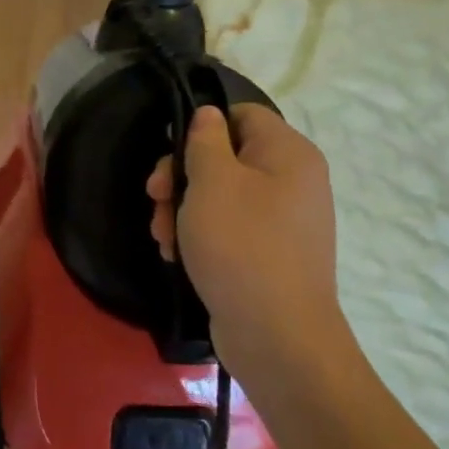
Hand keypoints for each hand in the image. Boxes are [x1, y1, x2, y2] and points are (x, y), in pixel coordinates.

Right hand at [147, 104, 346, 372]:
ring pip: (221, 196)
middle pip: (226, 158)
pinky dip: (201, 236)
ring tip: (163, 237)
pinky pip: (230, 229)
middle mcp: (293, 181)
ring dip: (183, 211)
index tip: (170, 154)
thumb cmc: (241, 245)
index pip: (242, 114)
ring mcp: (283, 221)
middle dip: (182, 178)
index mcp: (288, 153)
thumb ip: (205, 140)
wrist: (276, 334)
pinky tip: (177, 256)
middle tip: (154, 199)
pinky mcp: (269, 254)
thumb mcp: (212, 181)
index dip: (201, 127)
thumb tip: (209, 115)